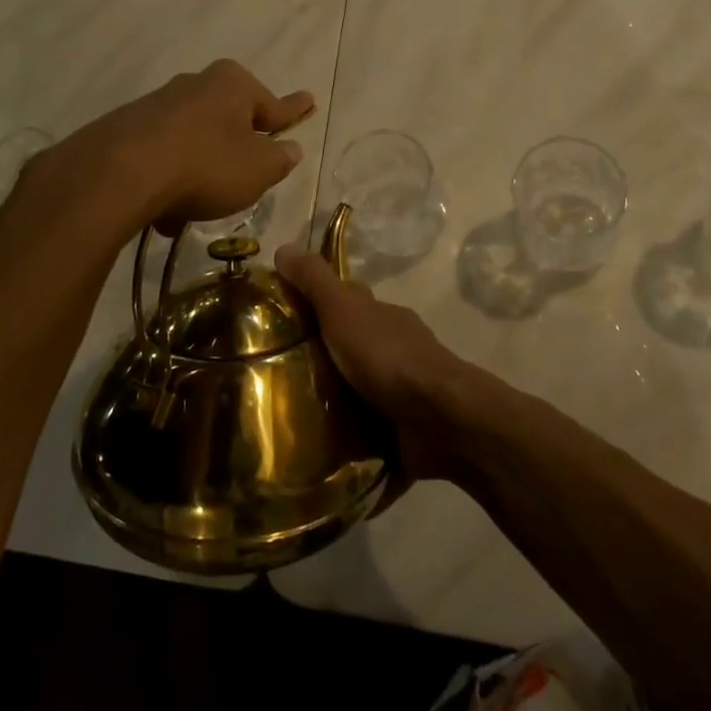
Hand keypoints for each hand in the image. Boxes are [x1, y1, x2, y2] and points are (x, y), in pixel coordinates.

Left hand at [57, 59, 314, 232]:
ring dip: (199, 171)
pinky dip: (169, 180)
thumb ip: (279, 160)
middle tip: (247, 170)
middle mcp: (195, 85)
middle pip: (227, 119)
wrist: (122, 173)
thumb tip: (290, 149)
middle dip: (237, 146)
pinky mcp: (125, 129)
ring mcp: (156, 105)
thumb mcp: (259, 170)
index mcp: (233, 85)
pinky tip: (165, 212)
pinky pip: (161, 157)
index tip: (309, 101)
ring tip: (196, 209)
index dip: (293, 111)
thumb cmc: (208, 165)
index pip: (273, 104)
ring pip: (192, 141)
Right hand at [275, 245, 464, 481]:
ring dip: (334, 407)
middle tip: (271, 382)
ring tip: (285, 428)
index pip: (347, 302)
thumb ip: (315, 281)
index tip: (280, 320)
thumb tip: (283, 246)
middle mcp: (393, 350)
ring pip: (361, 393)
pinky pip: (370, 437)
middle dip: (320, 362)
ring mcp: (402, 393)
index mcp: (381, 318)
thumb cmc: (387, 357)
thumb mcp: (343, 309)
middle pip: (351, 349)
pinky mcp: (403, 433)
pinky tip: (319, 463)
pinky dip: (351, 447)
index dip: (317, 304)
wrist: (439, 417)